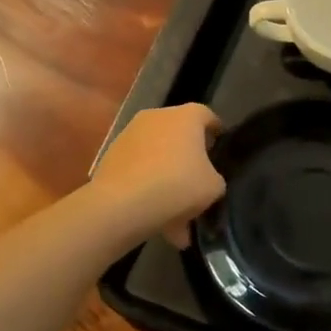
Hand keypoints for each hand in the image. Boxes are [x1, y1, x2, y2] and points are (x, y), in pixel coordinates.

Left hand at [91, 104, 224, 247]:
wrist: (122, 204)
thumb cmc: (177, 185)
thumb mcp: (213, 187)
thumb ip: (214, 177)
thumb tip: (206, 179)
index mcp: (186, 116)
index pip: (207, 115)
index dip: (215, 131)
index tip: (219, 149)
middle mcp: (157, 117)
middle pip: (178, 133)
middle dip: (188, 156)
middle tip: (197, 180)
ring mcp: (130, 134)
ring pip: (156, 154)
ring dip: (166, 175)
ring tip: (175, 211)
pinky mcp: (111, 155)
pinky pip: (138, 170)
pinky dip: (147, 187)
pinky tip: (155, 215)